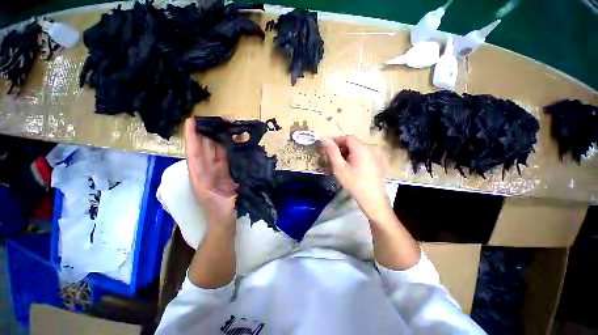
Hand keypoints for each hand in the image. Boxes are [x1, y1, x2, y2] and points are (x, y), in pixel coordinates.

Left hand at [185, 118, 236, 230]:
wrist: (226, 220)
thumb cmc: (219, 212)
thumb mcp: (213, 200)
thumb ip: (211, 187)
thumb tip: (214, 169)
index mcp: (199, 175)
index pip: (194, 152)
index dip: (193, 136)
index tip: (192, 121)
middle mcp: (208, 169)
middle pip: (208, 147)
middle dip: (213, 131)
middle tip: (223, 118)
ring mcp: (220, 169)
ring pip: (220, 150)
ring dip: (225, 137)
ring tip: (233, 125)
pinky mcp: (230, 171)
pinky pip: (230, 156)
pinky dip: (234, 148)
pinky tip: (240, 140)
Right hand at [322, 136, 389, 218]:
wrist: (373, 199)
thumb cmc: (354, 183)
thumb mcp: (339, 168)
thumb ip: (332, 152)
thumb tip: (325, 140)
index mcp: (362, 148)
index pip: (347, 138)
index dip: (337, 140)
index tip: (328, 147)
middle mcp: (372, 148)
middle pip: (354, 143)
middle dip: (342, 148)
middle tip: (333, 157)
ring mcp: (378, 155)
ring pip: (360, 149)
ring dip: (349, 153)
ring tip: (342, 163)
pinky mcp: (380, 162)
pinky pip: (366, 154)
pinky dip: (357, 156)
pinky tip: (354, 167)